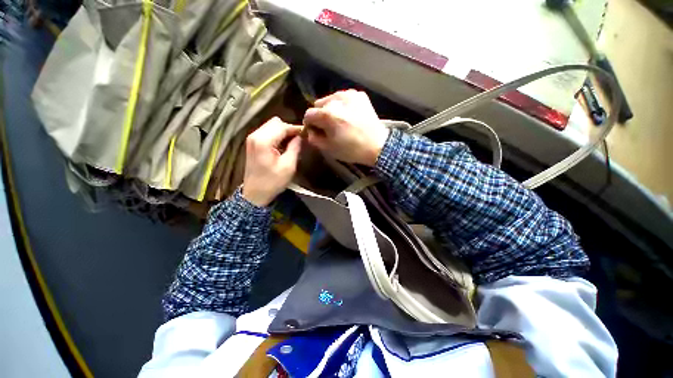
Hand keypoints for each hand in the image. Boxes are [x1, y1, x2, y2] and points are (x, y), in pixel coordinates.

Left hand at [242, 117, 301, 206]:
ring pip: (271, 126)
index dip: (296, 128)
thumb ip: (295, 148)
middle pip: (276, 122)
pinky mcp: (252, 143)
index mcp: (263, 141)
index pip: (282, 126)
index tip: (307, 133)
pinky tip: (283, 145)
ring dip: (283, 132)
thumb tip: (300, 137)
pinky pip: (267, 132)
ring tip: (293, 142)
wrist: (255, 194)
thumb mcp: (288, 166)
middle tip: (299, 139)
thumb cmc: (273, 182)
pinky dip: (277, 135)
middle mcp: (255, 135)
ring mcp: (252, 138)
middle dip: (289, 129)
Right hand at [303, 90, 388, 165]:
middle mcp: (336, 99)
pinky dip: (343, 105)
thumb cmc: (352, 150)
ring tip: (340, 121)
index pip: (308, 114)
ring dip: (331, 109)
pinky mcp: (360, 95)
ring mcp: (349, 95)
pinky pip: (344, 98)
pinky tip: (349, 116)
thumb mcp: (329, 149)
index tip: (315, 132)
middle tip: (328, 127)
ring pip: (331, 99)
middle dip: (320, 115)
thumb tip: (310, 131)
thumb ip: (314, 139)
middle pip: (319, 104)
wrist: (378, 146)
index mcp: (327, 113)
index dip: (309, 124)